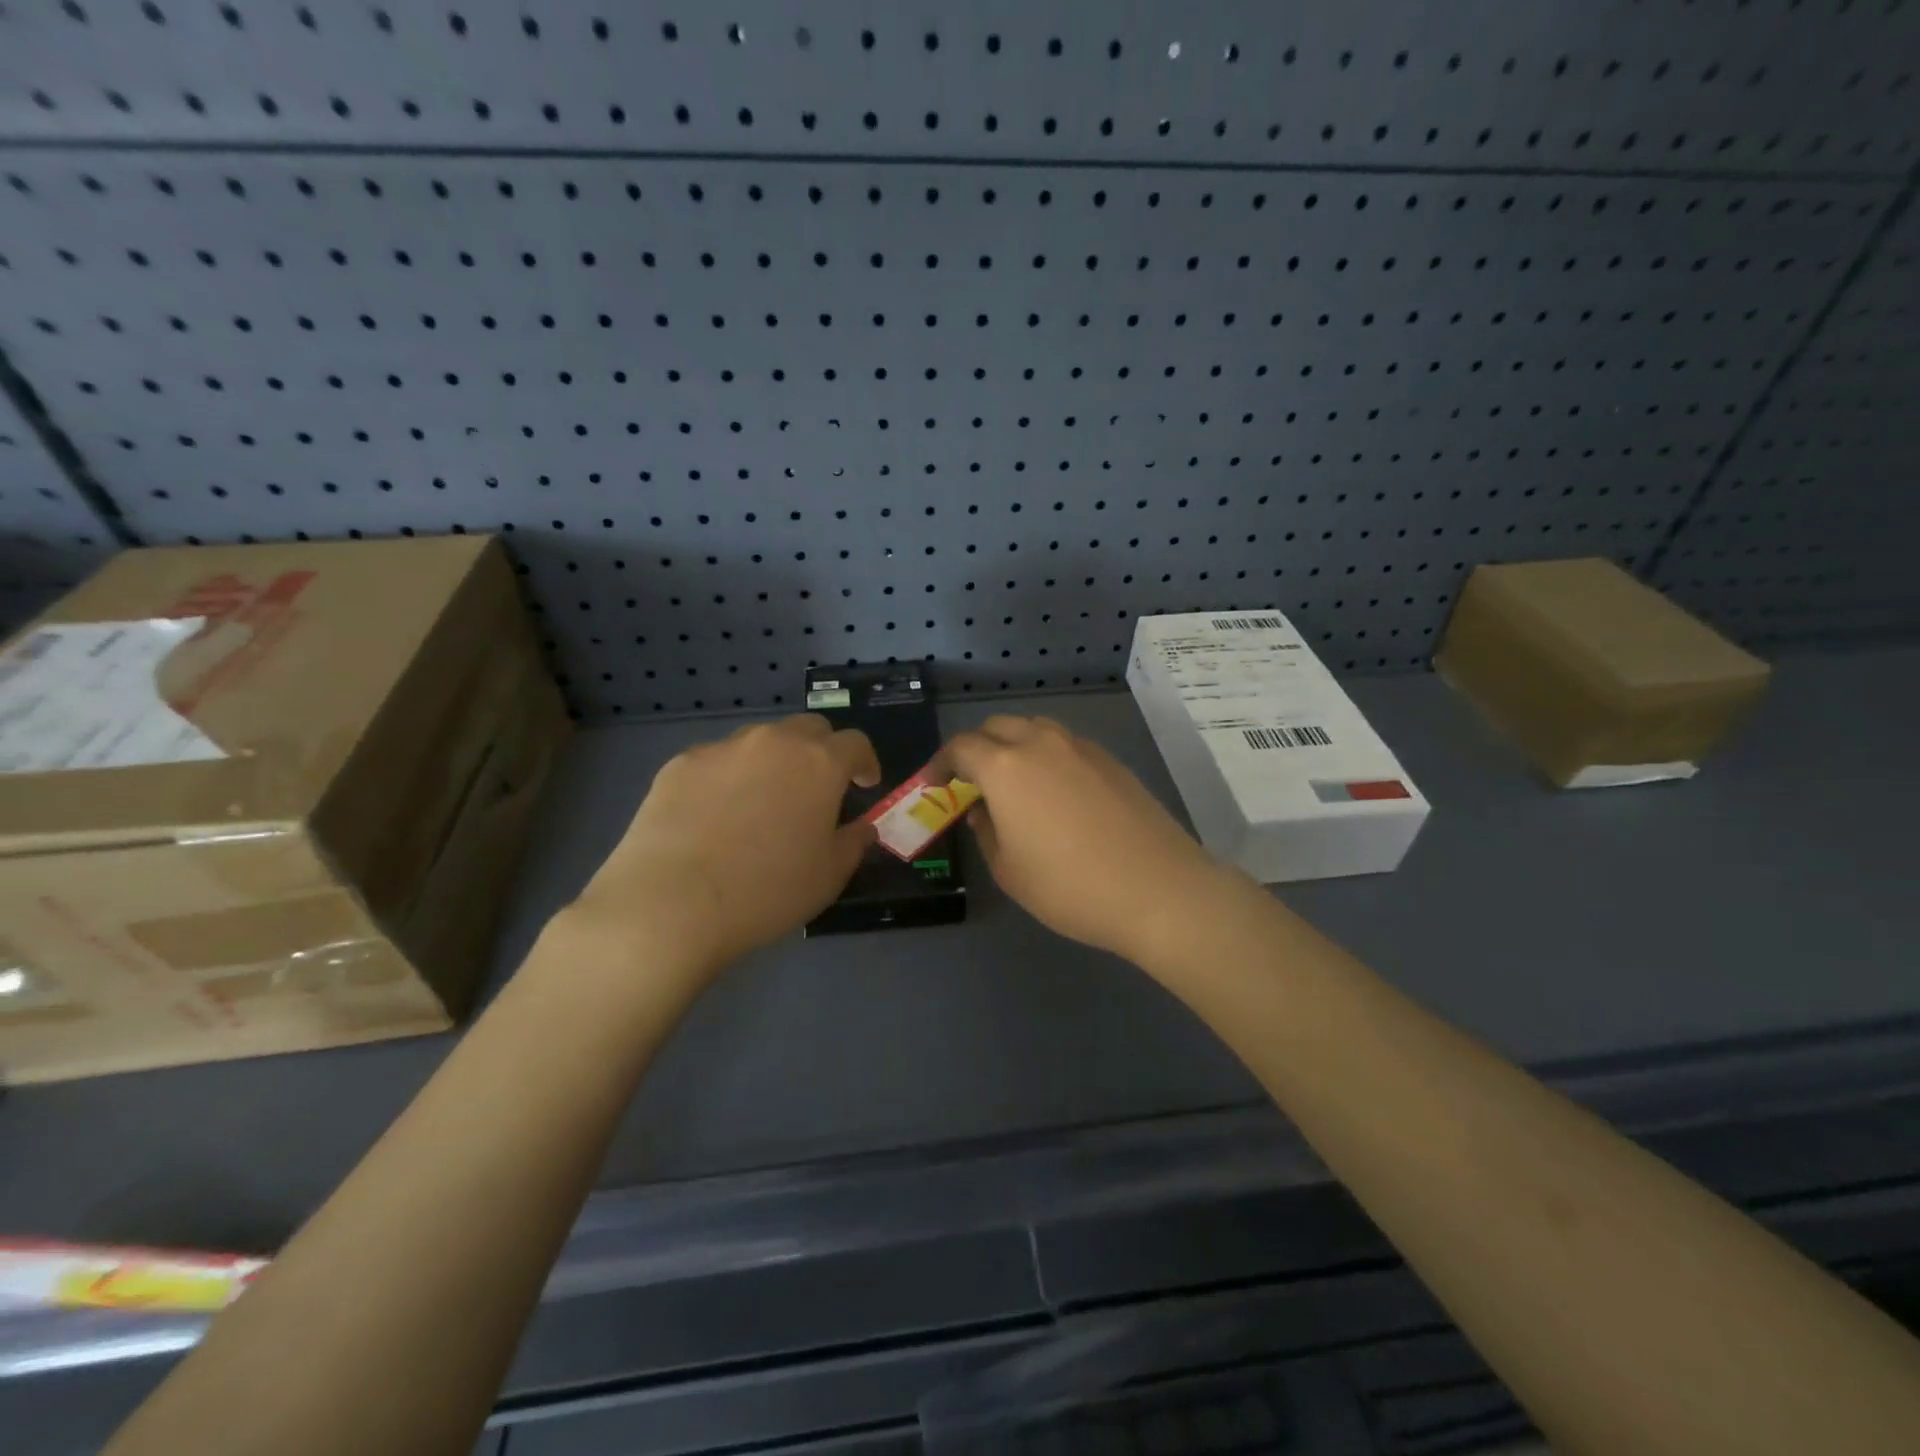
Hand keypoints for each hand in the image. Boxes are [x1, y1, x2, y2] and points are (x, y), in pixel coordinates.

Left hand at [566, 715, 880, 978]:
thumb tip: (862, 827)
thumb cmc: (766, 891)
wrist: (670, 903)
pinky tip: (717, 815)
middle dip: (822, 751)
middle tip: (817, 788)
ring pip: (760, 740)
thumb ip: (854, 842)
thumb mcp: (829, 876)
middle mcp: (773, 742)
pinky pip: (718, 761)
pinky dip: (729, 777)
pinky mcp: (680, 764)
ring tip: (763, 801)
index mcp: (819, 763)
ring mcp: (723, 749)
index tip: (864, 785)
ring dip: (774, 761)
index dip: (865, 762)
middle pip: (809, 728)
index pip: (855, 743)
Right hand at [945, 716, 1243, 963]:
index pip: (961, 747)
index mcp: (1005, 767)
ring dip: (1013, 746)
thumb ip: (986, 832)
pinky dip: (1047, 756)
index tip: (934, 784)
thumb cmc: (1070, 886)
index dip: (940, 763)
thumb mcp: (1010, 871)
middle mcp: (1040, 743)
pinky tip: (1055, 791)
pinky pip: (1065, 744)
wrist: (1158, 889)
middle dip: (976, 748)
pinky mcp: (1110, 759)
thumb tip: (982, 810)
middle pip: (997, 727)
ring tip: (1013, 782)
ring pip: (1035, 729)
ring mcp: (1081, 747)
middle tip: (971, 781)